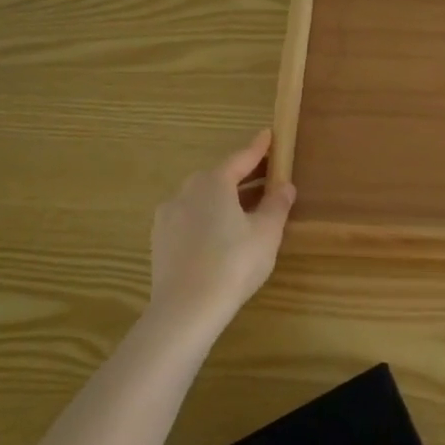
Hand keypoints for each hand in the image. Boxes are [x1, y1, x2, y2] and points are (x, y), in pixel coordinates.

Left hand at [148, 130, 295, 341]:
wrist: (186, 309)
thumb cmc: (234, 263)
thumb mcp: (267, 233)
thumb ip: (277, 205)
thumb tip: (285, 186)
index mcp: (213, 182)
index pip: (241, 158)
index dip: (258, 148)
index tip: (269, 134)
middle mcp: (186, 191)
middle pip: (220, 177)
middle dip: (243, 176)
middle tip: (266, 178)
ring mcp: (168, 216)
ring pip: (203, 199)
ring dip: (225, 199)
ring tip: (246, 211)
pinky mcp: (160, 241)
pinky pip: (190, 219)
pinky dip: (208, 218)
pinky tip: (221, 236)